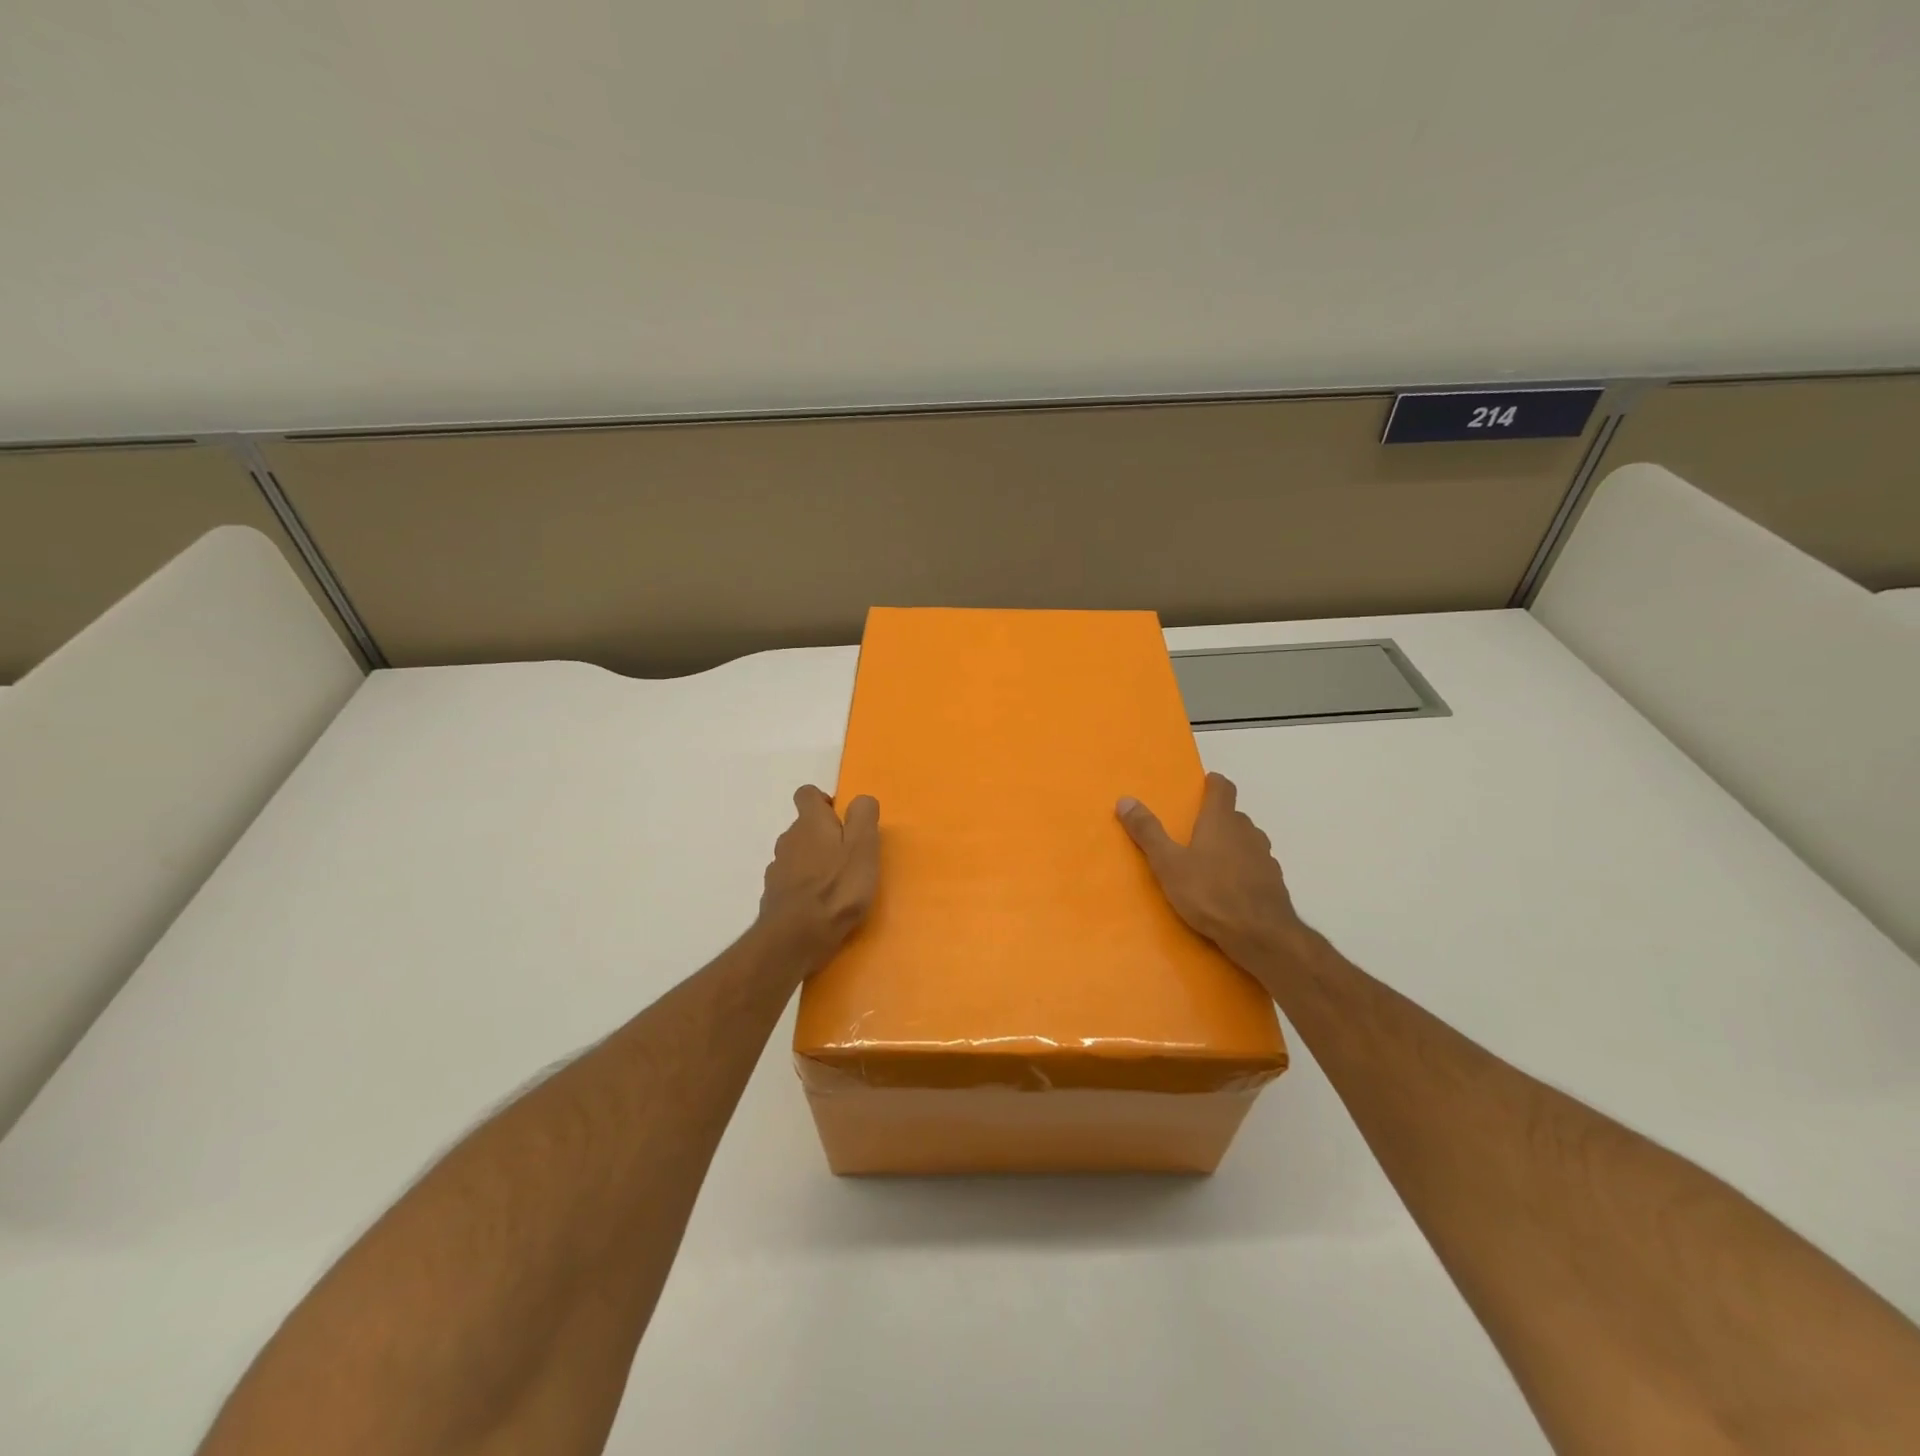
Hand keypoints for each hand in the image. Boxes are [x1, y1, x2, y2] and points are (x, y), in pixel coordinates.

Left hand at [758, 786, 880, 966]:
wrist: (796, 938)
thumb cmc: (837, 888)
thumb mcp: (863, 847)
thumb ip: (864, 817)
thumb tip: (860, 800)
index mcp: (810, 823)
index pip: (807, 794)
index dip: (823, 802)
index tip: (841, 819)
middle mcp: (788, 839)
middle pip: (804, 827)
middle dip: (823, 836)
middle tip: (848, 857)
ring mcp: (777, 869)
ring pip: (797, 855)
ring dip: (813, 862)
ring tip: (836, 884)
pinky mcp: (773, 896)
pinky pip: (790, 881)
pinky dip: (803, 886)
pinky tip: (819, 905)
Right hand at [1117, 773, 1309, 975]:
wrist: (1261, 935)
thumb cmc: (1210, 894)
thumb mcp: (1168, 864)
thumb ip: (1148, 832)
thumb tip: (1125, 799)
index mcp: (1221, 821)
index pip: (1223, 789)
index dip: (1214, 784)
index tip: (1205, 784)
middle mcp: (1247, 832)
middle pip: (1234, 815)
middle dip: (1217, 818)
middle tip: (1195, 830)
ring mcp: (1265, 857)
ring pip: (1247, 841)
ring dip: (1232, 844)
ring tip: (1211, 861)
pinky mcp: (1274, 882)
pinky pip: (1255, 866)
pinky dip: (1243, 869)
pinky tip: (1230, 888)